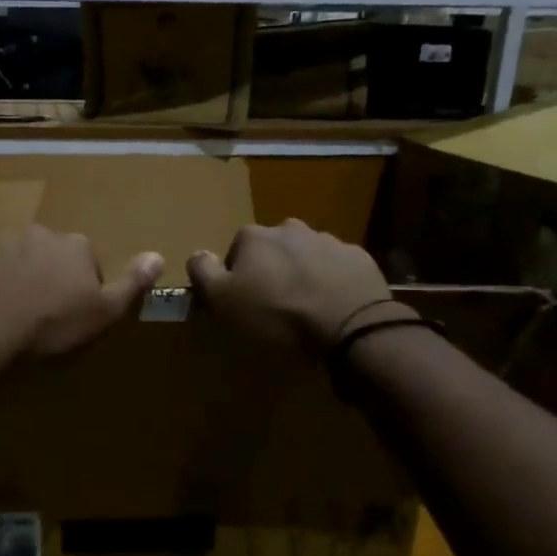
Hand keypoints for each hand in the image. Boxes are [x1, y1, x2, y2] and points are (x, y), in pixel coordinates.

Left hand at [0, 225, 162, 357]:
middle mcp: (41, 232)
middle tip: (40, 310)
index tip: (72, 311)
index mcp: (76, 246)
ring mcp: (2, 238)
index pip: (87, 260)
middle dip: (48, 274)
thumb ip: (132, 283)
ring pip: (16, 254)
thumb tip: (158, 256)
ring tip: (10, 309)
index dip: (82, 286)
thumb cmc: (50, 322)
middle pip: (51, 253)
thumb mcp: (102, 311)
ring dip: (16, 273)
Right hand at [186, 219, 407, 351]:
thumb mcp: (224, 300)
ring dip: (301, 274)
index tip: (242, 301)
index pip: (235, 250)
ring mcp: (328, 241)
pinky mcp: (358, 258)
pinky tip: (331, 306)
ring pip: (305, 256)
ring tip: (305, 308)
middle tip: (274, 305)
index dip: (236, 276)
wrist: (350, 327)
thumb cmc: (277, 315)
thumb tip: (197, 254)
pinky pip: (336, 268)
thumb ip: (204, 272)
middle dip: (271, 270)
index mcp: (255, 236)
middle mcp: (290, 228)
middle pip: (272, 249)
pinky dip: (331, 282)